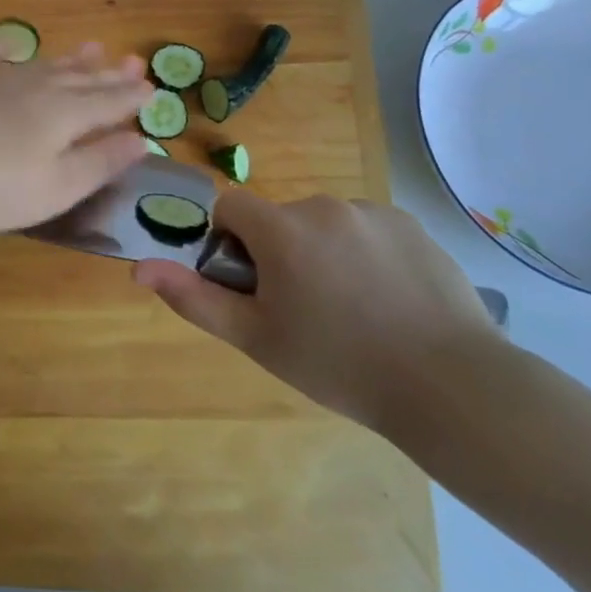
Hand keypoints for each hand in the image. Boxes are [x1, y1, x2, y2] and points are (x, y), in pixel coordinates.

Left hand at [0, 42, 153, 233]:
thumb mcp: (56, 187)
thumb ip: (100, 162)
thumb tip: (142, 140)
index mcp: (65, 114)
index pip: (109, 102)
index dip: (131, 98)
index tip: (152, 89)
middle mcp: (37, 88)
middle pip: (81, 78)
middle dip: (109, 73)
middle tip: (132, 60)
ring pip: (44, 64)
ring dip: (70, 58)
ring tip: (91, 47)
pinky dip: (4, 53)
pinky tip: (8, 47)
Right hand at [133, 191, 500, 435]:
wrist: (451, 385)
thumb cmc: (339, 364)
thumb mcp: (257, 339)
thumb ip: (195, 299)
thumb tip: (139, 268)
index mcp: (282, 229)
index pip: (231, 206)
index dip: (230, 242)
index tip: (251, 284)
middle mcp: (324, 206)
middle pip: (279, 218)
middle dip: (279, 252)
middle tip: (304, 310)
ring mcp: (372, 212)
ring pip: (324, 224)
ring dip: (323, 252)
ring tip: (353, 310)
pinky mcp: (410, 225)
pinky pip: (367, 229)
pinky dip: (365, 253)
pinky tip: (389, 299)